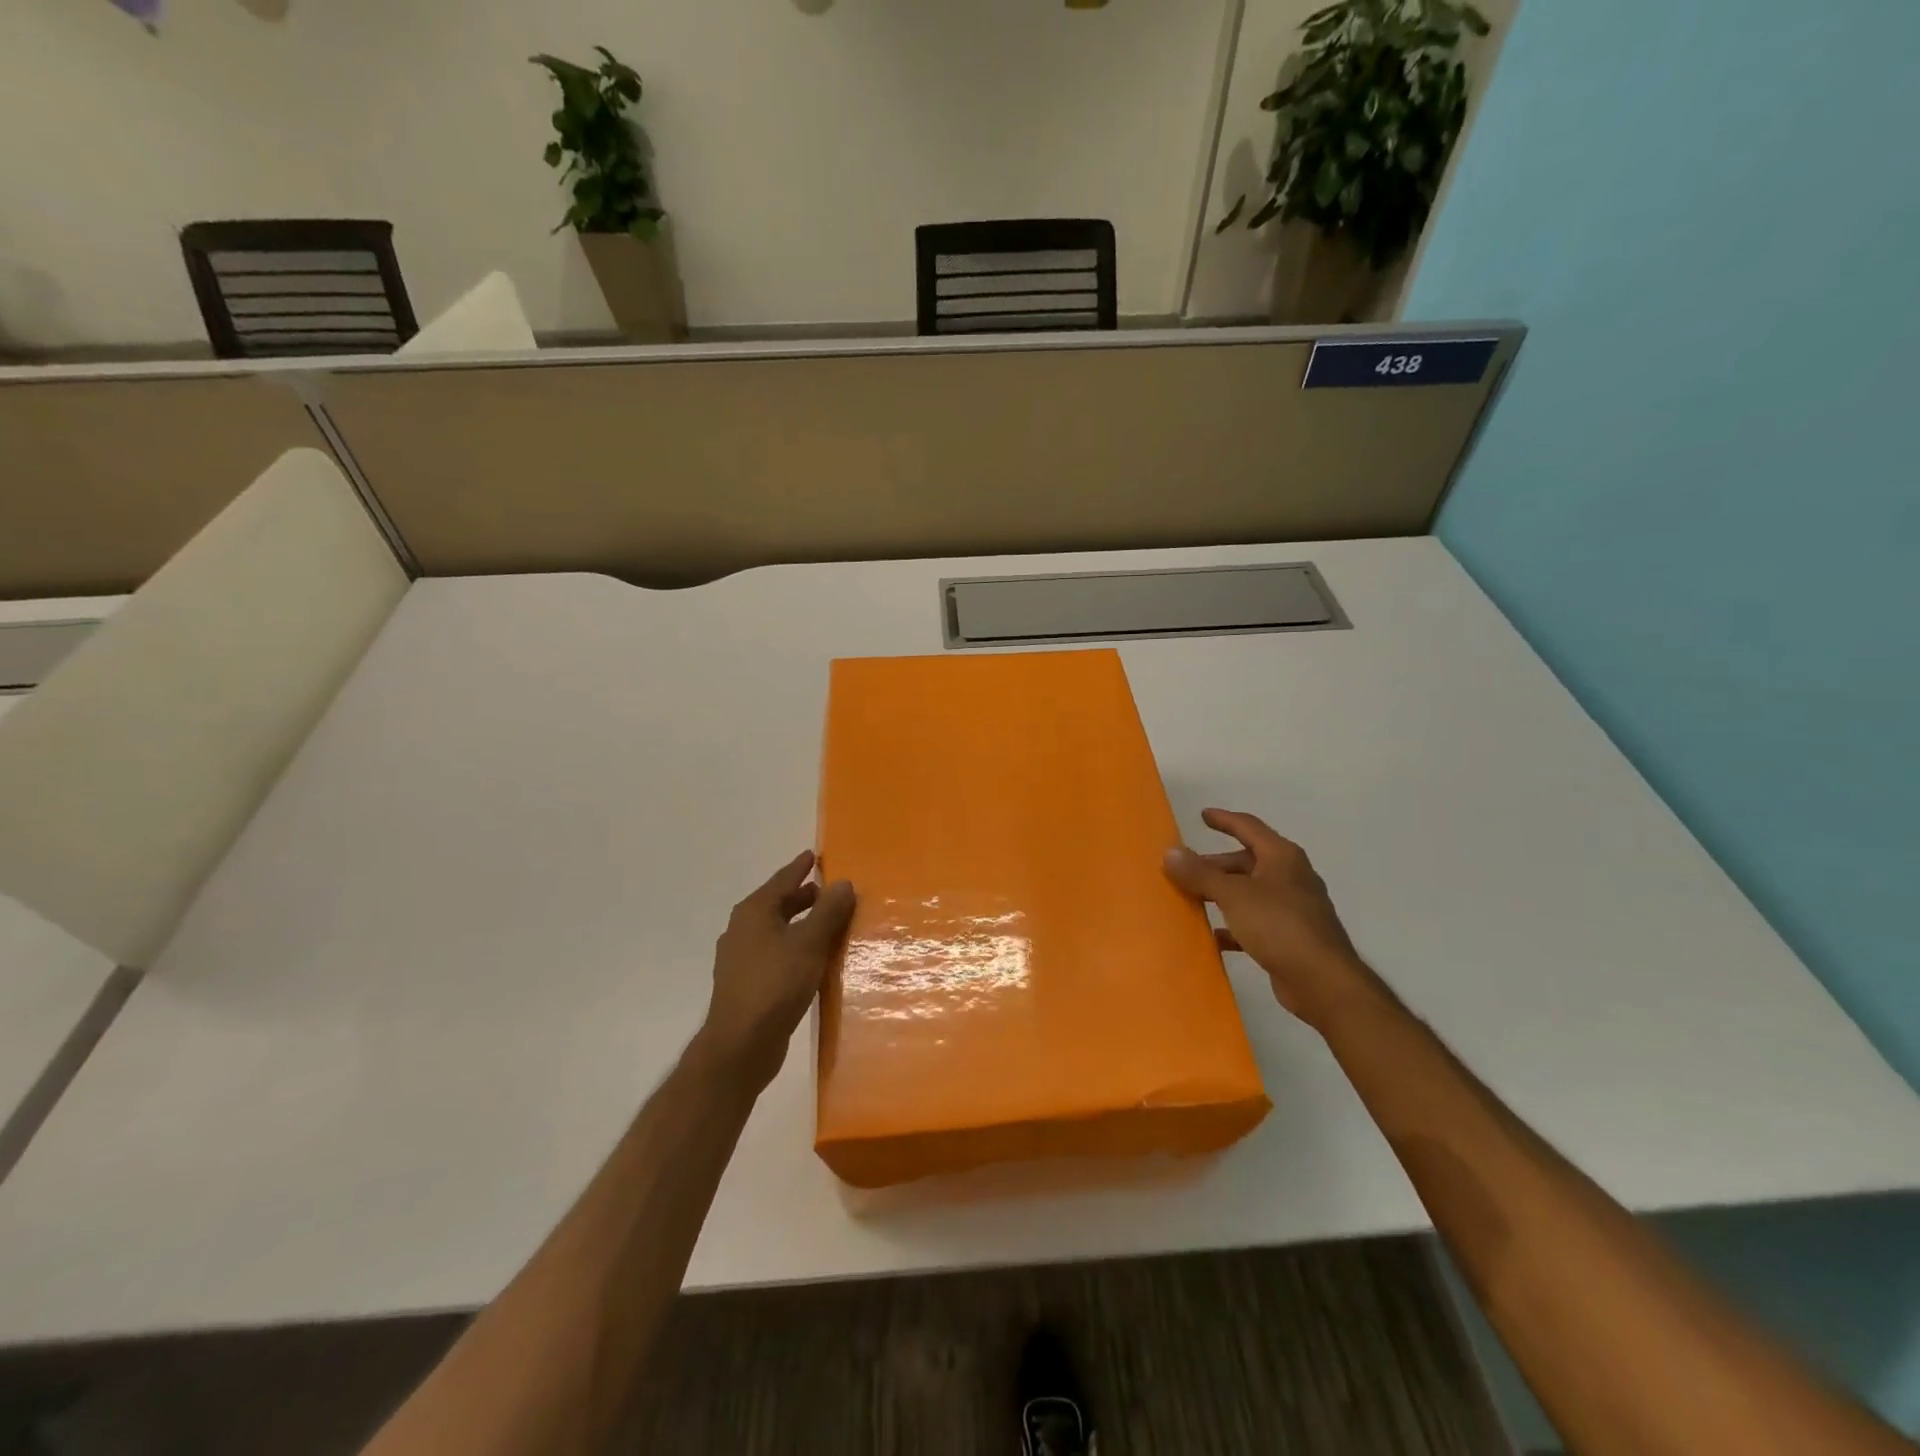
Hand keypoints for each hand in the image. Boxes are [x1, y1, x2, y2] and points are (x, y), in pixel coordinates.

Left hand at [695, 851, 855, 1091]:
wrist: (741, 1044)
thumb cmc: (776, 984)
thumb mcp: (810, 943)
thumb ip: (828, 911)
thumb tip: (843, 882)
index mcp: (754, 912)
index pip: (782, 880)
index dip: (799, 867)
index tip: (813, 855)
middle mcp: (742, 930)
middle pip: (776, 904)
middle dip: (801, 897)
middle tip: (827, 890)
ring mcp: (740, 959)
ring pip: (775, 930)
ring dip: (799, 923)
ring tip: (825, 923)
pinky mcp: (746, 984)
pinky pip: (774, 953)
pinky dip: (793, 947)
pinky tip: (810, 959)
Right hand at [1163, 808, 1386, 1029]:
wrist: (1323, 982)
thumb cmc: (1279, 925)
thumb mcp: (1233, 894)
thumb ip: (1200, 873)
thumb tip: (1170, 852)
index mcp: (1282, 857)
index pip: (1249, 827)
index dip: (1224, 820)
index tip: (1203, 815)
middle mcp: (1290, 877)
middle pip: (1248, 861)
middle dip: (1216, 864)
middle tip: (1186, 869)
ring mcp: (1293, 908)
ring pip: (1250, 892)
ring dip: (1222, 893)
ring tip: (1192, 898)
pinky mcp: (1290, 937)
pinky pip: (1254, 922)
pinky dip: (1233, 924)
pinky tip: (1212, 936)